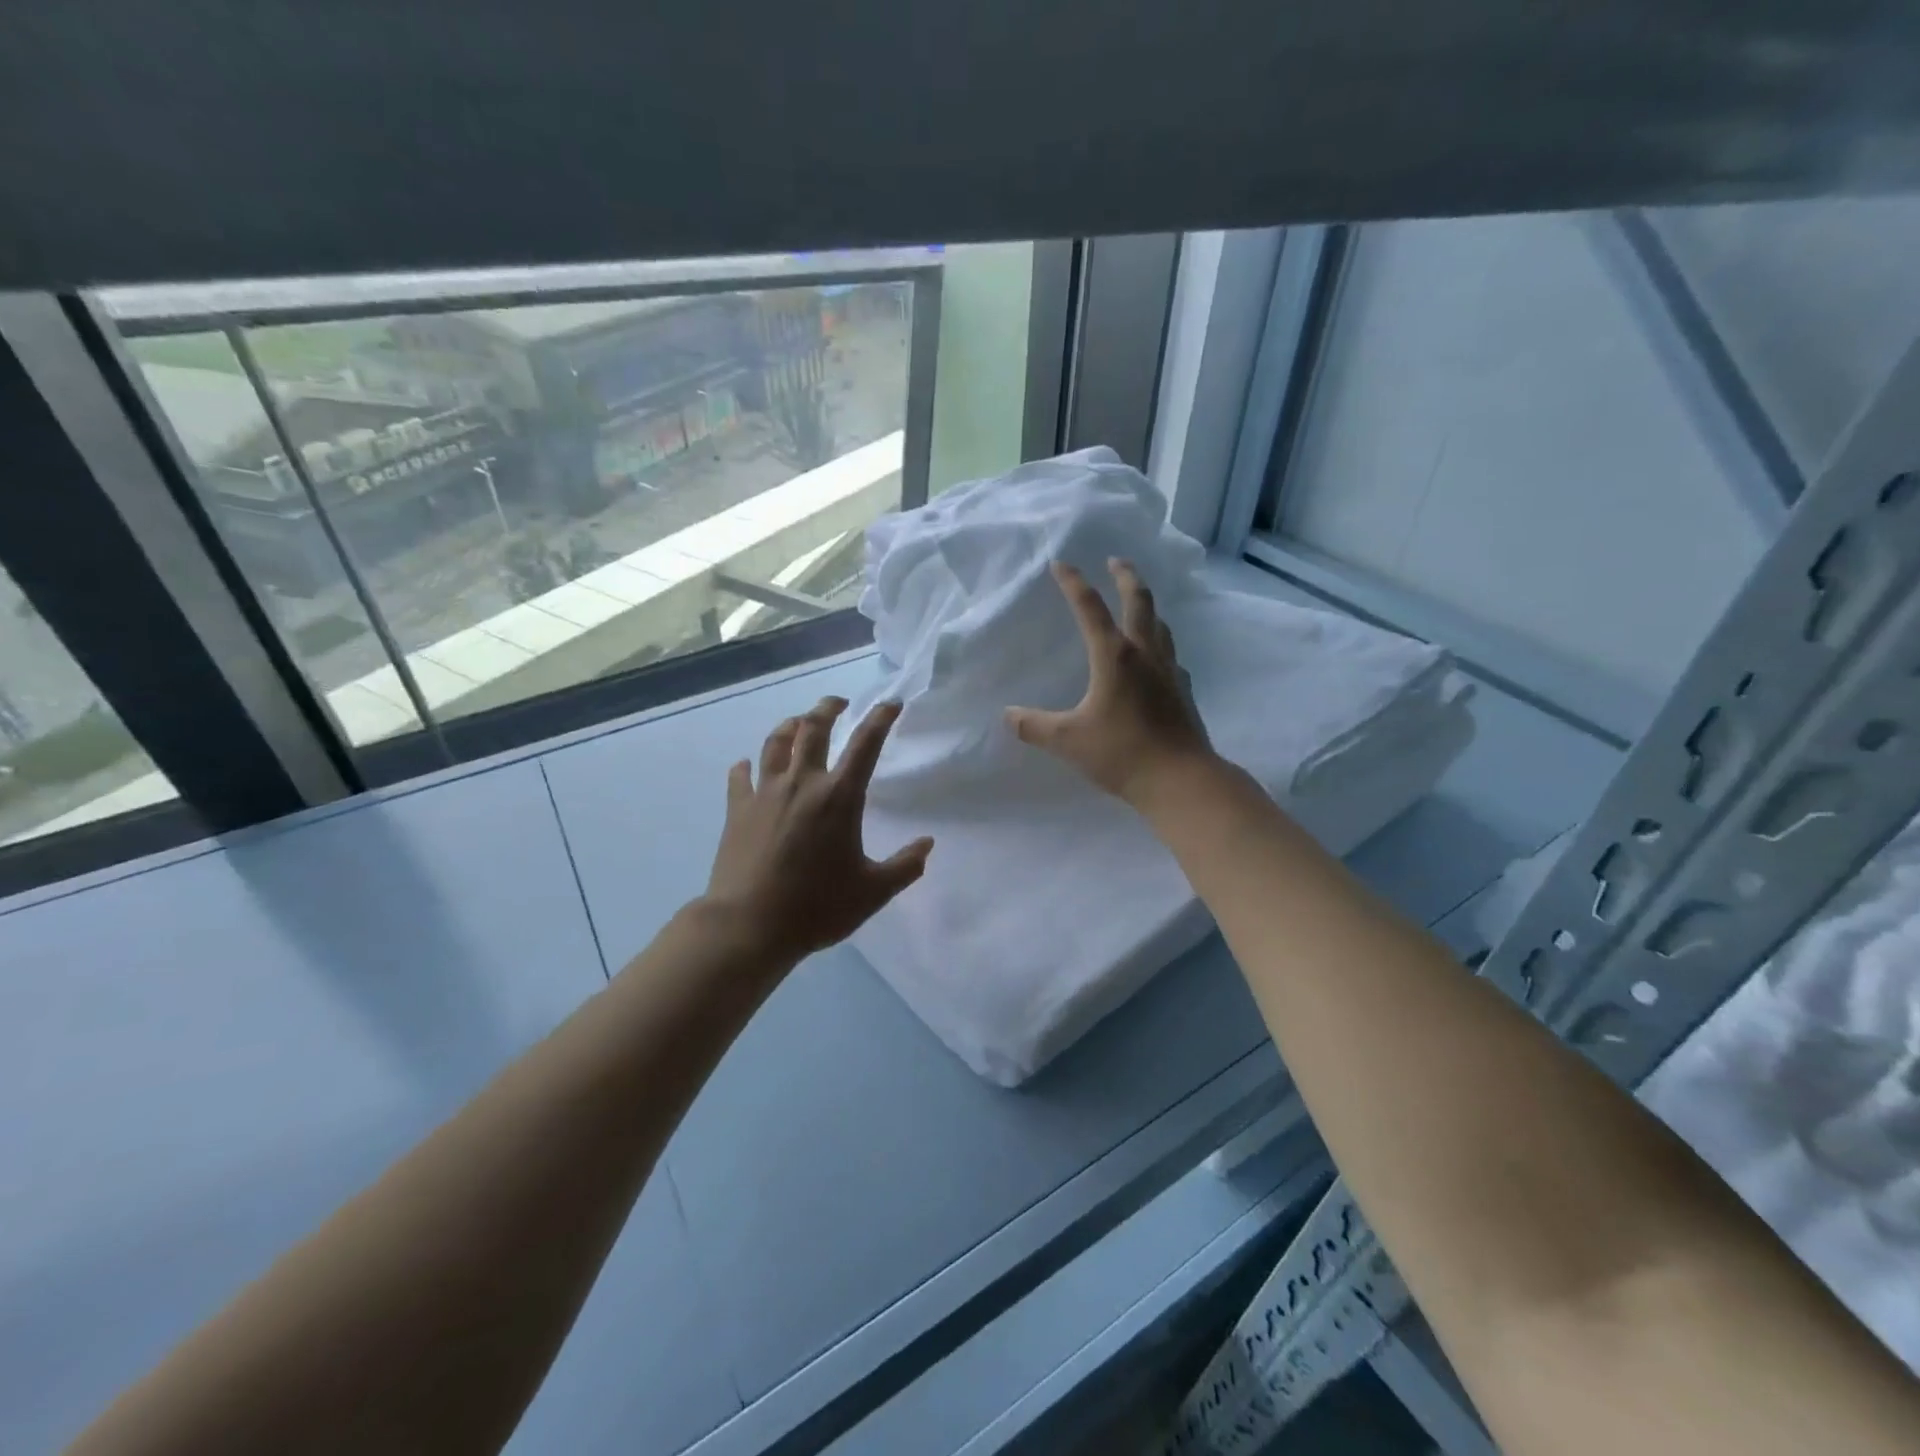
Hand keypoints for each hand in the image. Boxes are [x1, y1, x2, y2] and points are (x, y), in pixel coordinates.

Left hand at [703, 696, 933, 964]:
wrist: (749, 925)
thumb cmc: (817, 907)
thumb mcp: (873, 892)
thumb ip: (905, 866)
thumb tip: (927, 844)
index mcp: (839, 797)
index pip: (865, 744)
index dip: (880, 719)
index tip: (890, 703)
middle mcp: (802, 783)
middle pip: (813, 728)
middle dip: (827, 708)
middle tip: (837, 703)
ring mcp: (765, 793)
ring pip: (775, 743)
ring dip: (789, 726)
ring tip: (797, 722)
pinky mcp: (737, 809)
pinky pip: (740, 776)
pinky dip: (746, 767)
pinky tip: (747, 766)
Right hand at [1005, 559, 1214, 803]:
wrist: (1181, 780)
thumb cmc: (1122, 754)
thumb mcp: (1068, 741)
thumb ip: (1034, 726)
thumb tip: (1008, 715)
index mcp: (1114, 656)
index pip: (1090, 607)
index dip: (1073, 582)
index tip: (1061, 563)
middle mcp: (1145, 654)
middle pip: (1139, 601)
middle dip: (1125, 576)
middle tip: (1115, 561)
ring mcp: (1169, 671)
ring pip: (1160, 624)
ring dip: (1147, 606)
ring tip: (1137, 603)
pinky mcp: (1183, 691)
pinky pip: (1171, 654)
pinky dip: (1160, 643)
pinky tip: (1156, 658)